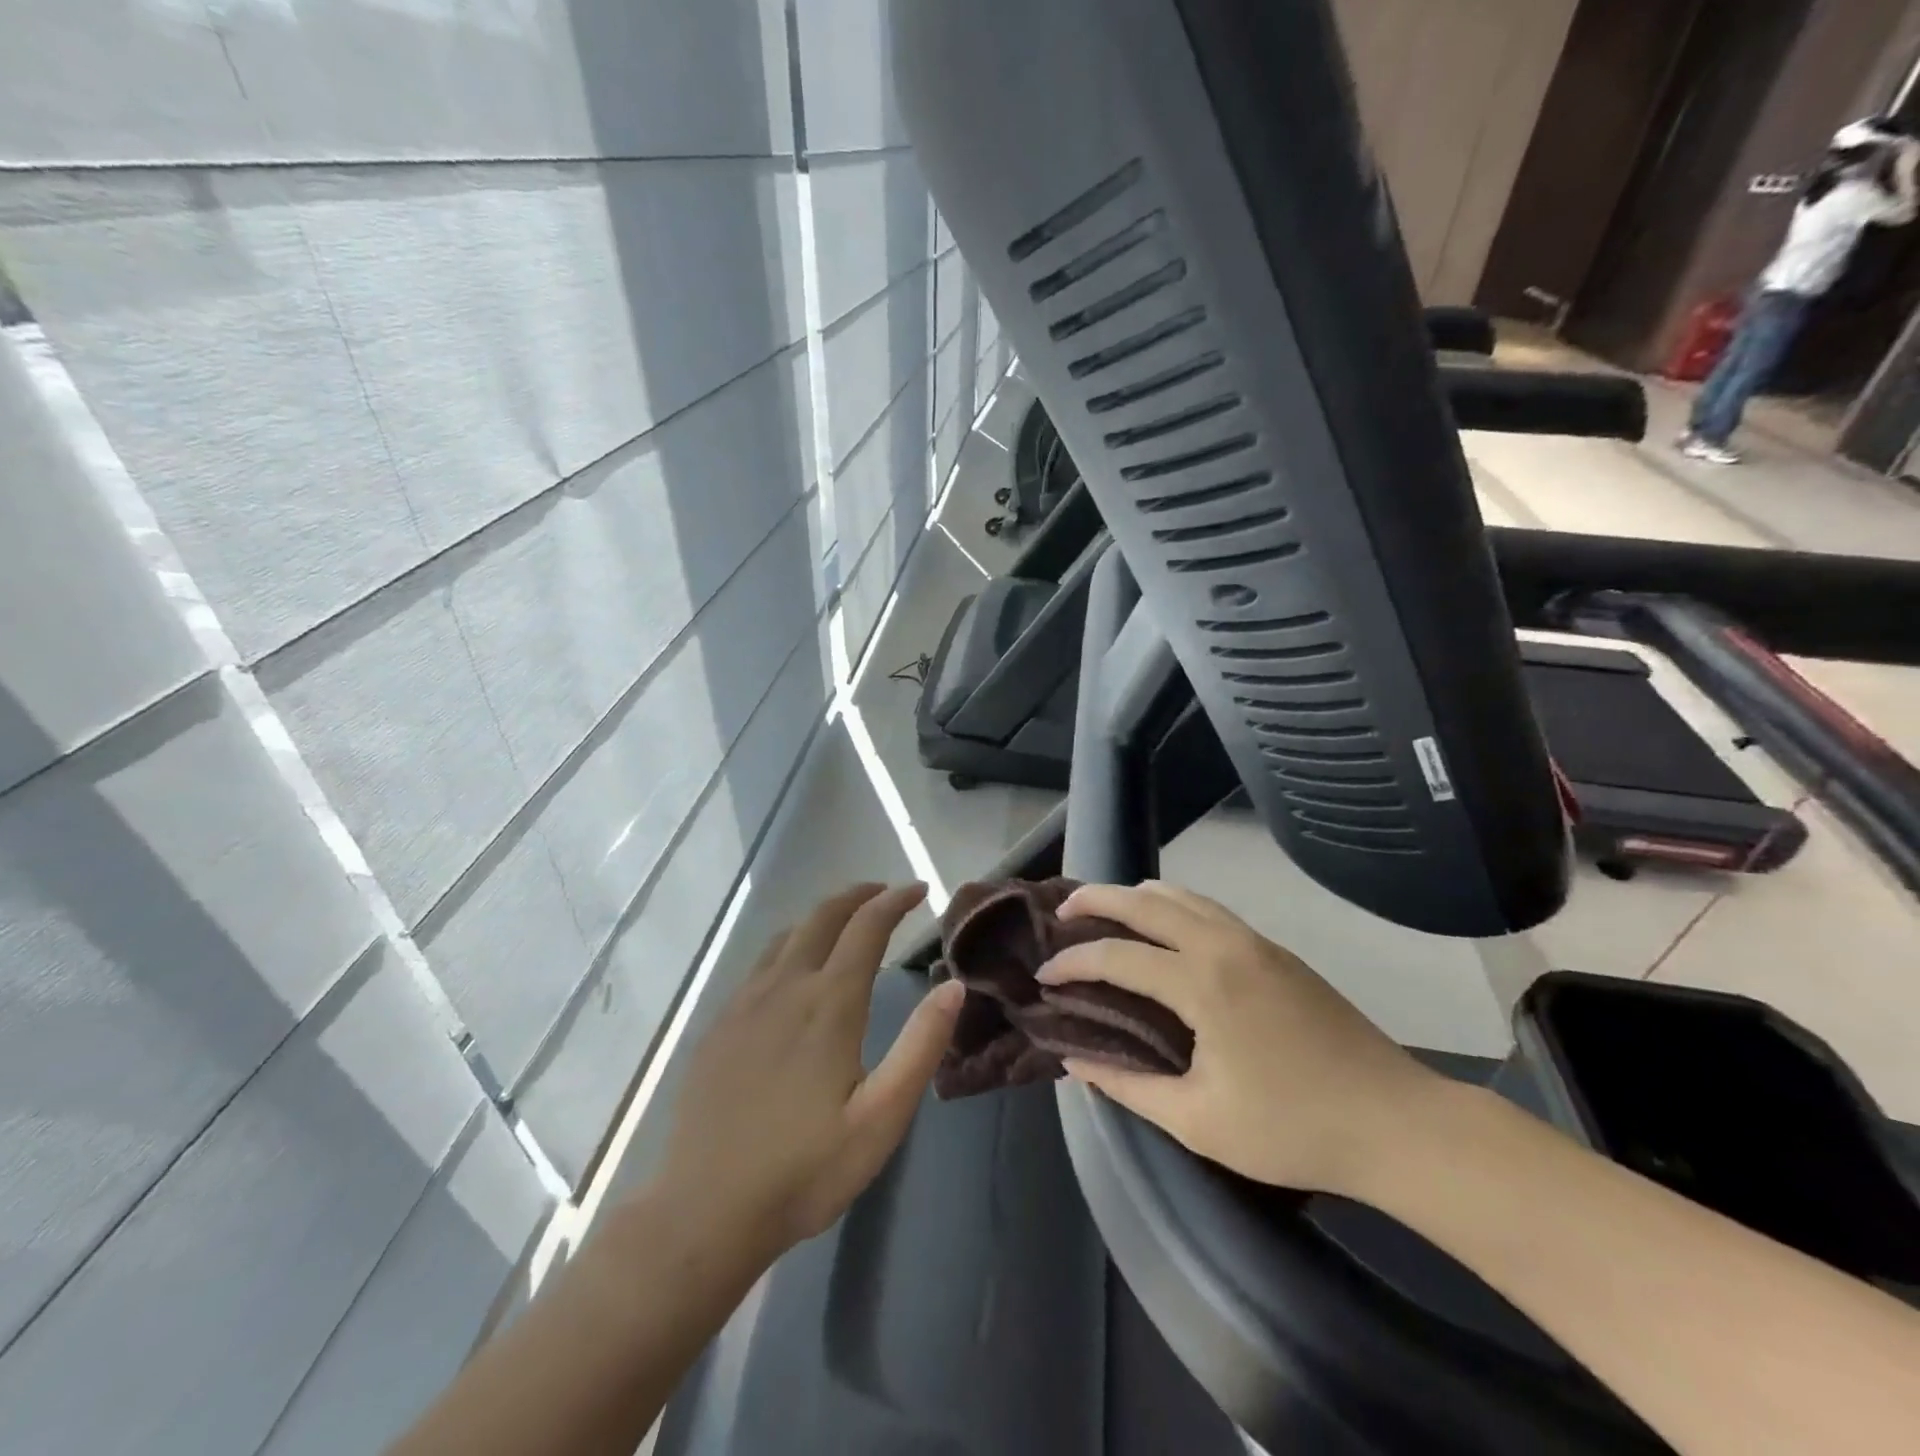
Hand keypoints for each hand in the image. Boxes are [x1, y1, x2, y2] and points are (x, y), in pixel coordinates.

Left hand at [652, 884, 963, 1257]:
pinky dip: (790, 944)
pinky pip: (760, 963)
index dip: (894, 900)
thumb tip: (953, 986)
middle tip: (885, 892)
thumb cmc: (804, 1170)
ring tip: (846, 921)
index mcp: (829, 1004)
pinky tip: (794, 969)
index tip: (918, 889)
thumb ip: (921, 1046)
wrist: (703, 1212)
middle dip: (858, 895)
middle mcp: (785, 987)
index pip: (866, 927)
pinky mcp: (719, 1025)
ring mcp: (745, 1003)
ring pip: (787, 935)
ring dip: (822, 916)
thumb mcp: (881, 1118)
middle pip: (823, 917)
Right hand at [1039, 881, 1441, 1196]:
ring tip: (1106, 913)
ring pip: (1182, 896)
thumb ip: (1130, 1087)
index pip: (1118, 957)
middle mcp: (1224, 945)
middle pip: (1145, 901)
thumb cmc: (1293, 1128)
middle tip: (1061, 912)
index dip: (1073, 964)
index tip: (1043, 977)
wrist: (1397, 1122)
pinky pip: (1209, 909)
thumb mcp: (1199, 1122)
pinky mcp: (1277, 951)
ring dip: (1136, 897)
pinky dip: (1172, 907)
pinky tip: (1165, 931)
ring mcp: (1255, 942)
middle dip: (1096, 899)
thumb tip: (1077, 1062)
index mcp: (1202, 984)